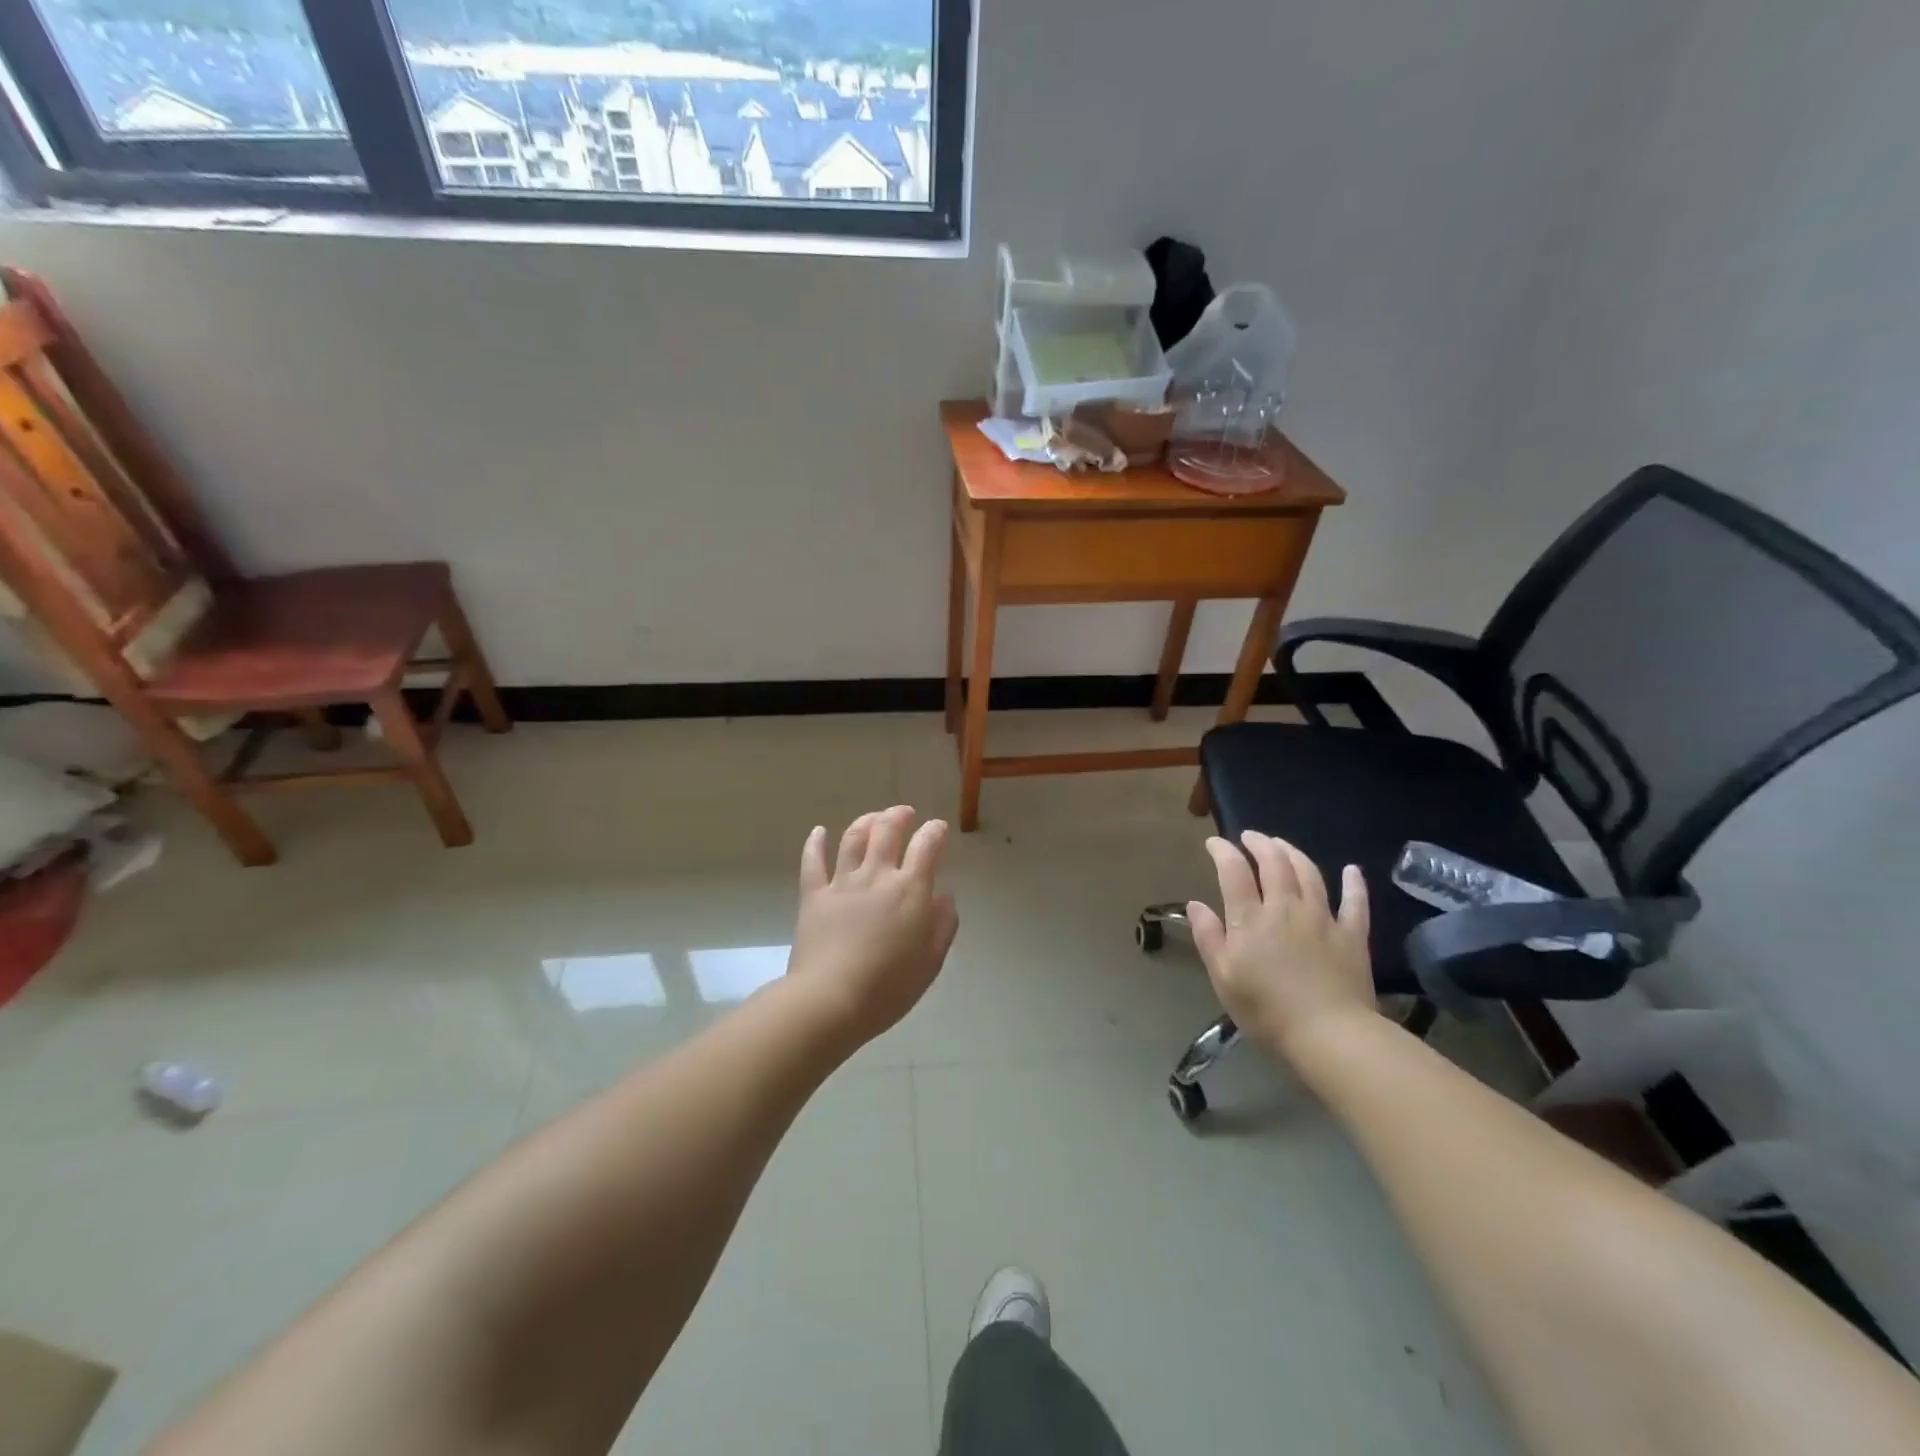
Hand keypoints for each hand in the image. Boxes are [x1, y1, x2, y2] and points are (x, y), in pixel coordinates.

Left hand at [787, 806, 959, 1046]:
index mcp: (910, 890)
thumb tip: (944, 896)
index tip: (938, 828)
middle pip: (887, 831)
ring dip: (865, 822)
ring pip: (853, 838)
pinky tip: (818, 832)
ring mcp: (842, 883)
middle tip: (904, 814)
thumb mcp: (931, 961)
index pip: (927, 846)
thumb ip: (943, 924)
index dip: (935, 831)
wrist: (831, 1000)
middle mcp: (877, 876)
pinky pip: (813, 862)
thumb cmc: (889, 986)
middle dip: (898, 816)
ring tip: (873, 818)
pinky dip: (815, 843)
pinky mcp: (814, 896)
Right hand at [1188, 831, 1377, 1063]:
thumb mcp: (1223, 977)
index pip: (1234, 871)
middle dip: (1260, 843)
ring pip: (1309, 873)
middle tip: (1250, 836)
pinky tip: (1352, 869)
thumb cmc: (1266, 1010)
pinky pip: (1355, 902)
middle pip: (1274, 863)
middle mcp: (1286, 907)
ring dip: (1294, 852)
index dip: (1223, 851)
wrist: (1329, 1034)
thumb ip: (1208, 937)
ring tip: (1283, 845)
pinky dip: (1354, 883)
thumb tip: (1195, 904)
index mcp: (1251, 918)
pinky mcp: (1352, 935)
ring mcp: (1323, 918)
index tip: (1214, 843)